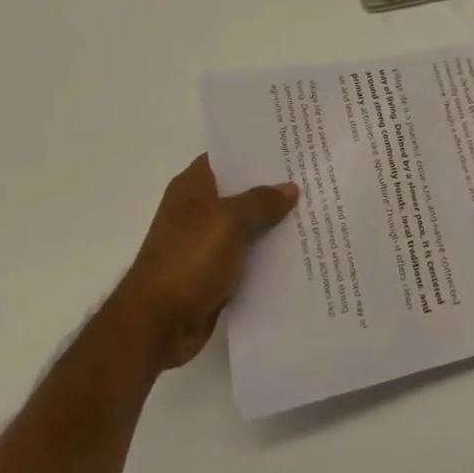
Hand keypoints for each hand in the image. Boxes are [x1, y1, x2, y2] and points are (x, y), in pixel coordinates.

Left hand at [107, 155, 298, 370]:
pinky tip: (300, 250)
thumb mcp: (228, 221)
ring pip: (248, 225)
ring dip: (274, 223)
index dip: (257, 151)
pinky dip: (268, 255)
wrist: (158, 325)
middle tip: (314, 177)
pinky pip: (248, 256)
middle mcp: (198, 211)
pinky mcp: (215, 274)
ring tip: (316, 211)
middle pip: (241, 191)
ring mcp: (206, 243)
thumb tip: (289, 188)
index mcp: (193, 188)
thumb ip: (260, 201)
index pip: (228, 157)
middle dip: (273, 187)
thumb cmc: (188, 260)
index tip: (292, 147)